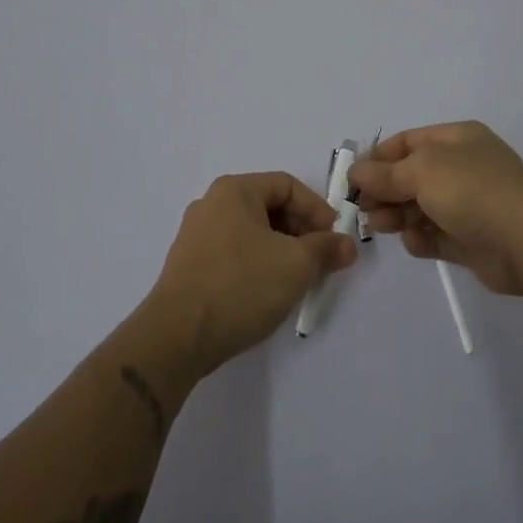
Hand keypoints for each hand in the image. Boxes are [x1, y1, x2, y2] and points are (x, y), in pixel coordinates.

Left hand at [145, 171, 357, 375]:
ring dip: (282, 250)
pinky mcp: (190, 267)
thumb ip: (326, 249)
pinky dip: (259, 265)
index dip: (317, 208)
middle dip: (301, 231)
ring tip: (300, 279)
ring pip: (252, 233)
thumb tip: (346, 245)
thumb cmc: (241, 285)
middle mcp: (211, 205)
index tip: (334, 238)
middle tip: (322, 260)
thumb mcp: (296, 265)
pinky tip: (269, 292)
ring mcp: (196, 237)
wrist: (177, 337)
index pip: (287, 185)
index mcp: (234, 191)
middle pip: (268, 207)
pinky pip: (235, 254)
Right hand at [350, 122, 522, 297]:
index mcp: (457, 139)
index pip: (408, 142)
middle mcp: (463, 167)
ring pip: (420, 208)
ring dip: (397, 216)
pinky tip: (415, 243)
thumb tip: (356, 171)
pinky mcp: (471, 240)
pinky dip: (421, 239)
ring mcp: (469, 204)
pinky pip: (436, 236)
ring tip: (382, 227)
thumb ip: (385, 173)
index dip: (379, 157)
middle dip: (385, 191)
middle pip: (411, 176)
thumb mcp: (421, 171)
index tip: (353, 178)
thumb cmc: (471, 190)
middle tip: (364, 208)